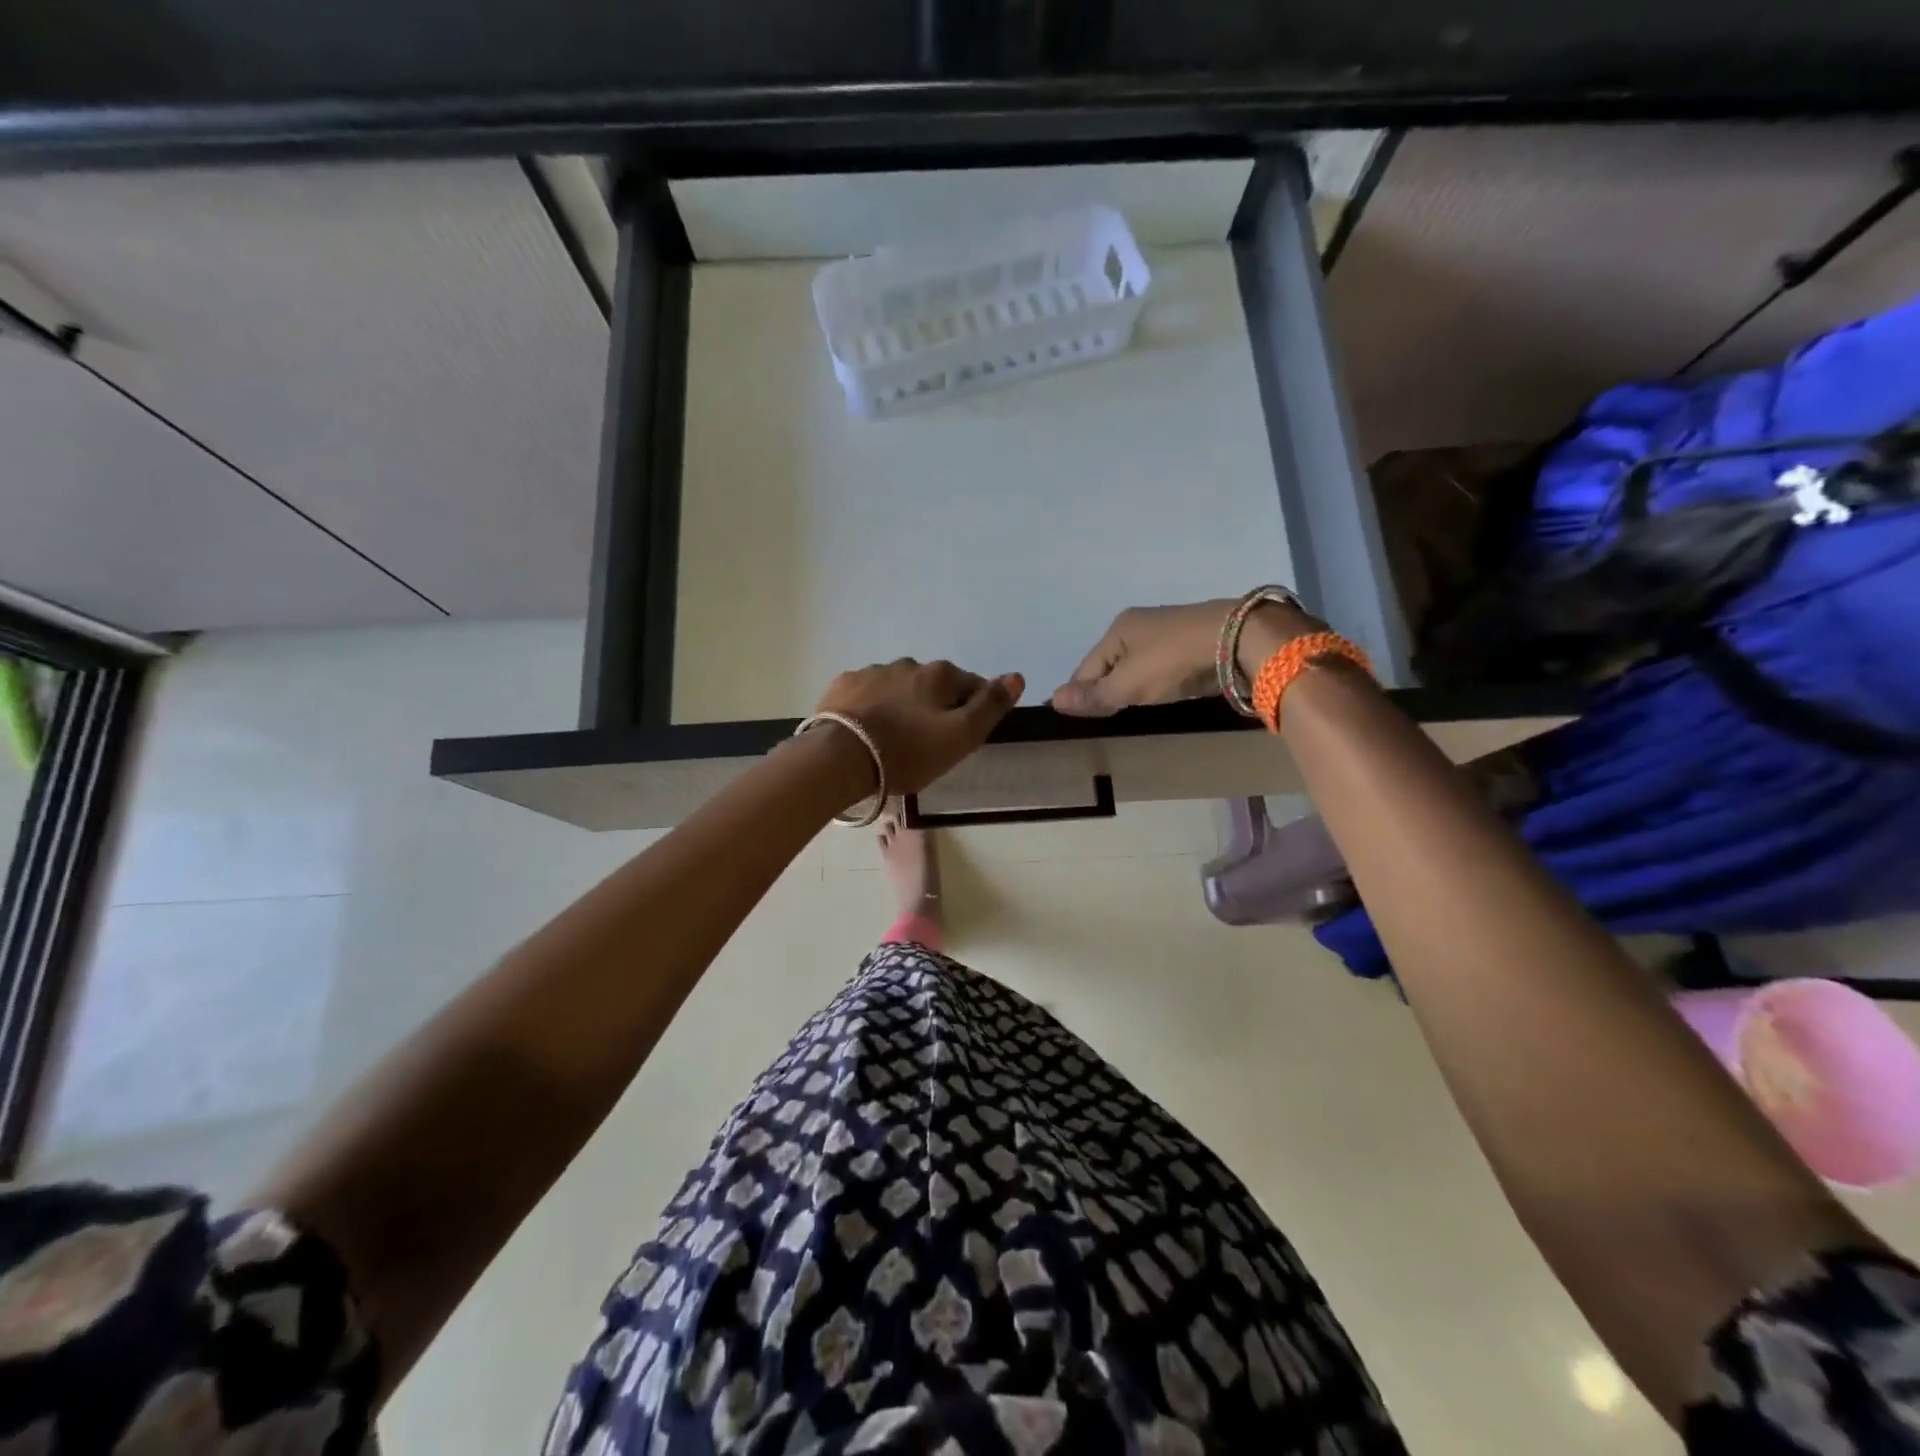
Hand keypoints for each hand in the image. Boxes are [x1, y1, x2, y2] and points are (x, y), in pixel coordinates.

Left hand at [811, 659, 1024, 797]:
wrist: (841, 758)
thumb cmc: (908, 751)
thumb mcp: (961, 736)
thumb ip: (990, 706)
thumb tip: (1016, 676)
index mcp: (939, 675)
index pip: (971, 685)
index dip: (974, 710)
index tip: (964, 736)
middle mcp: (907, 664)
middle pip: (933, 685)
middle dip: (935, 706)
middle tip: (928, 742)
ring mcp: (872, 672)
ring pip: (899, 687)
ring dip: (903, 705)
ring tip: (894, 739)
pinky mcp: (843, 686)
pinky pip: (867, 694)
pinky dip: (872, 707)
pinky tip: (866, 730)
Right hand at [1052, 599, 1320, 715]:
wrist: (1240, 639)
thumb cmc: (1174, 660)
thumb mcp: (1129, 684)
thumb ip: (1095, 695)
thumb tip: (1053, 700)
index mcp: (1118, 629)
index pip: (1086, 667)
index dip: (1080, 693)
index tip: (1079, 718)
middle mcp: (1139, 624)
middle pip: (1110, 664)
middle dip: (1105, 687)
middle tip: (1105, 717)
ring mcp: (1168, 631)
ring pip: (1137, 664)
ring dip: (1131, 684)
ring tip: (1131, 708)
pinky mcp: (1193, 641)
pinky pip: (1161, 665)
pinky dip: (1156, 680)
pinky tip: (1161, 693)